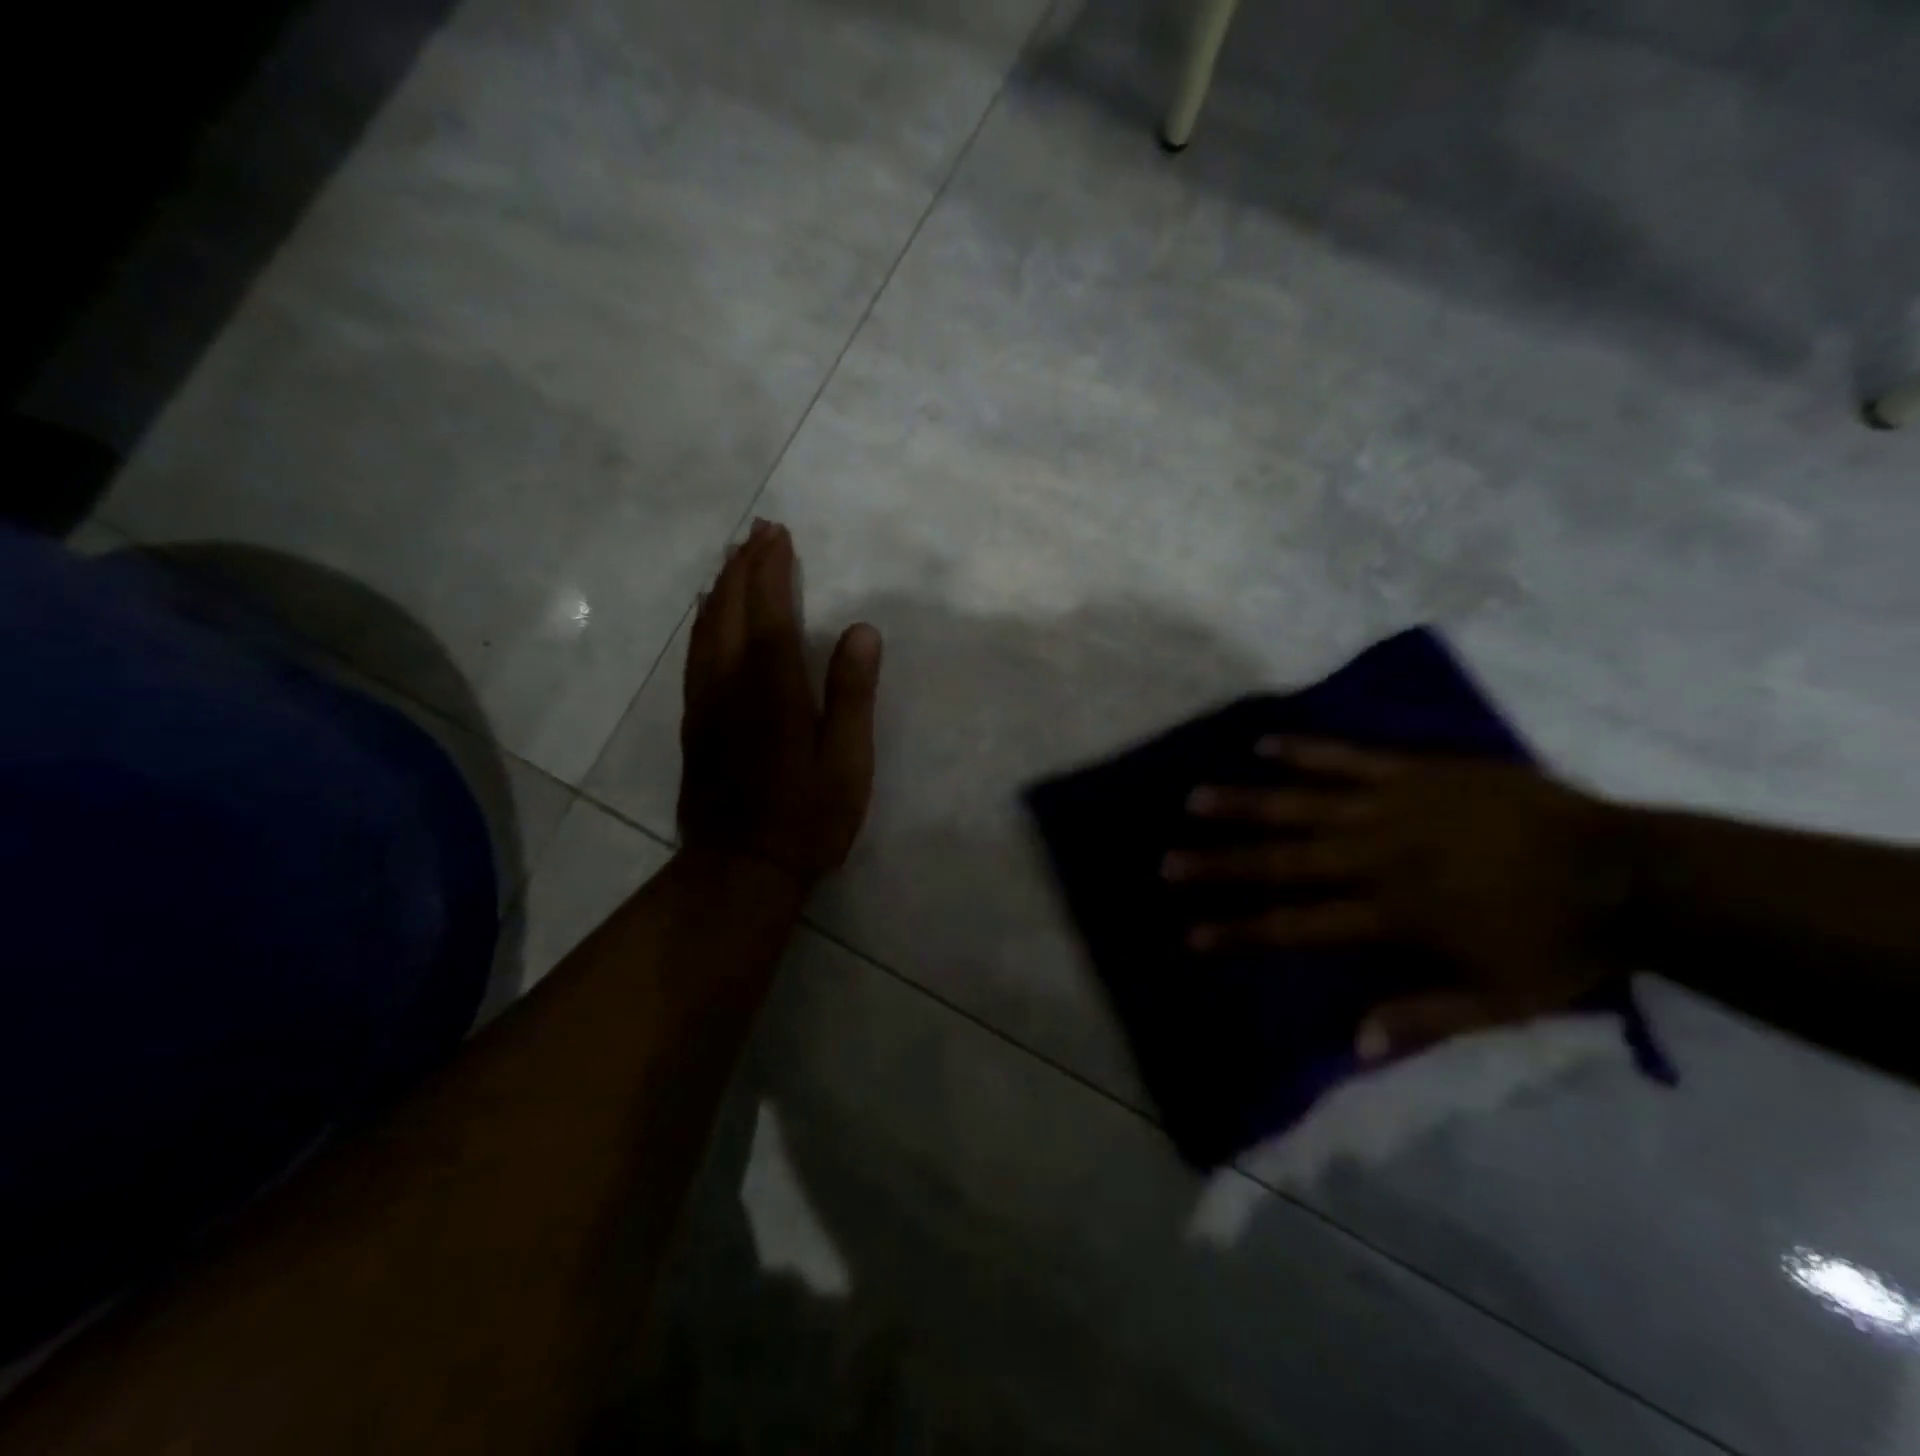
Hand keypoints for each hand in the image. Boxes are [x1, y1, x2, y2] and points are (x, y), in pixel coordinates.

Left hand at [678, 520, 881, 888]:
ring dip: (721, 588)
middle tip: (758, 531)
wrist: (740, 868)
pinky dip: (704, 622)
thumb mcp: (846, 762)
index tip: (779, 534)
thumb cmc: (807, 818)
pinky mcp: (694, 724)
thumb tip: (862, 630)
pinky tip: (709, 616)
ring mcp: (705, 704)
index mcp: (772, 690)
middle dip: (744, 566)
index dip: (772, 570)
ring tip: (733, 559)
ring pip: (706, 630)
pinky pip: (695, 655)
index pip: (768, 613)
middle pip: (730, 611)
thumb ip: (852, 694)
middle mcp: (730, 685)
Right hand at [1163, 740, 1630, 1061]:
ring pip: (1302, 804)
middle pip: (1282, 861)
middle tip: (1167, 861)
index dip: (1239, 930)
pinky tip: (1263, 743)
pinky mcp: (1415, 772)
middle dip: (1219, 864)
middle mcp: (1375, 857)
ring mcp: (1392, 807)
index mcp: (1390, 913)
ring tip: (1194, 799)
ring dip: (1245, 803)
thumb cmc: (1557, 943)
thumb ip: (1422, 1017)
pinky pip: (1348, 756)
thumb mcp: (1499, 1002)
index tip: (1190, 933)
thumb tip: (1352, 1043)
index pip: (1295, 924)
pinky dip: (1305, 750)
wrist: (1627, 871)